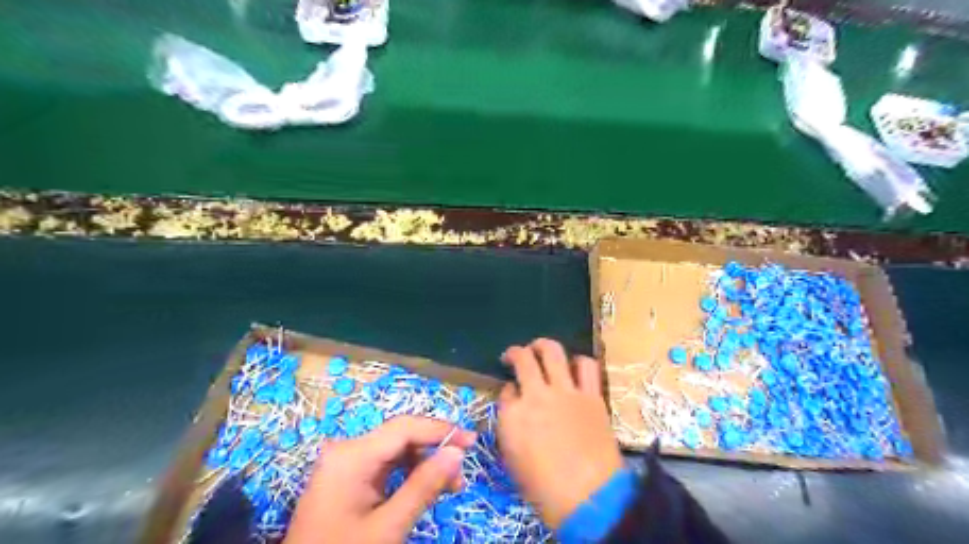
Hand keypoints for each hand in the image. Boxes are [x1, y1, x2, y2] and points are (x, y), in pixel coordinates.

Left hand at [283, 416, 474, 543]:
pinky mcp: (347, 476)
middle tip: (460, 474)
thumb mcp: (388, 527)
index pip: (405, 428)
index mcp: (352, 455)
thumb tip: (457, 452)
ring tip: (449, 486)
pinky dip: (408, 474)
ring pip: (395, 450)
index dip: (441, 430)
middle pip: (401, 437)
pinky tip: (424, 488)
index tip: (472, 441)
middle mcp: (347, 450)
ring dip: (424, 464)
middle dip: (434, 451)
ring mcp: (345, 462)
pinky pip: (385, 465)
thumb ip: (423, 486)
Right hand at [495, 338, 624, 529]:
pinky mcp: (591, 395)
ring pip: (552, 351)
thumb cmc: (544, 490)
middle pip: (523, 358)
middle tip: (515, 356)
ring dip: (544, 346)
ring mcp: (565, 391)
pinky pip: (587, 366)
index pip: (505, 390)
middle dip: (516, 353)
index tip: (512, 394)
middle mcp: (536, 395)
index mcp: (512, 415)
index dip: (508, 389)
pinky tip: (575, 366)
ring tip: (541, 350)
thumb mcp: (513, 459)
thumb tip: (514, 407)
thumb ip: (510, 427)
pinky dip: (579, 361)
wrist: (589, 499)